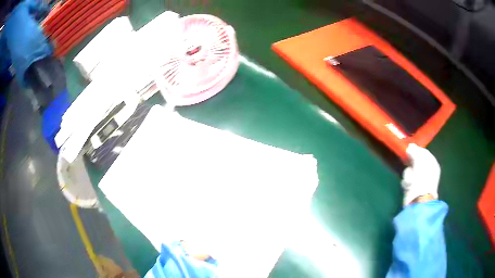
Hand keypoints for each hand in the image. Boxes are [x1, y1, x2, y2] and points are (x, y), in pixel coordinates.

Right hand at [401, 144, 440, 205]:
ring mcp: (420, 181)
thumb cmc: (422, 179)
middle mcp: (428, 171)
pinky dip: (406, 182)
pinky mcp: (413, 188)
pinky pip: (408, 181)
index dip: (416, 150)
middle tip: (407, 162)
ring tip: (409, 180)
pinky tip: (408, 186)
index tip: (409, 149)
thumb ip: (415, 152)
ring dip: (408, 174)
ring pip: (410, 171)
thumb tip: (410, 146)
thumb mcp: (420, 161)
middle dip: (411, 163)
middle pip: (416, 162)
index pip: (424, 152)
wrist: (419, 200)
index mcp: (433, 164)